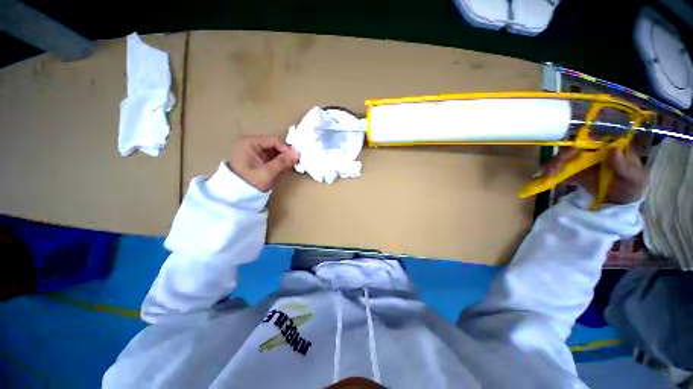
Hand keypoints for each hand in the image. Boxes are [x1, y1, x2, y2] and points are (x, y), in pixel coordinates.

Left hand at [228, 135, 298, 191]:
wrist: (236, 194)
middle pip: (274, 145)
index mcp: (249, 142)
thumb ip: (282, 162)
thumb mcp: (267, 172)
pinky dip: (278, 162)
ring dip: (282, 159)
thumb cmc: (250, 181)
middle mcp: (251, 143)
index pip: (273, 140)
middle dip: (285, 154)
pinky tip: (284, 169)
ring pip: (273, 151)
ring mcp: (253, 151)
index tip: (295, 158)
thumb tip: (297, 154)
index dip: (286, 149)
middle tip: (294, 163)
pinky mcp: (256, 159)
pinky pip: (270, 157)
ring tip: (290, 167)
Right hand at [539, 147, 647, 204]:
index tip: (571, 151)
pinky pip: (559, 169)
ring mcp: (581, 160)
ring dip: (553, 165)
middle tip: (552, 171)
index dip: (579, 141)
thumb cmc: (632, 187)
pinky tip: (543, 179)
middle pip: (573, 147)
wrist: (620, 202)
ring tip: (546, 176)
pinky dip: (550, 173)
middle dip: (561, 157)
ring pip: (563, 157)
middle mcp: (593, 149)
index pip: (592, 137)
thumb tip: (614, 150)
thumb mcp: (635, 179)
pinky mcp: (572, 171)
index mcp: (609, 145)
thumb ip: (625, 166)